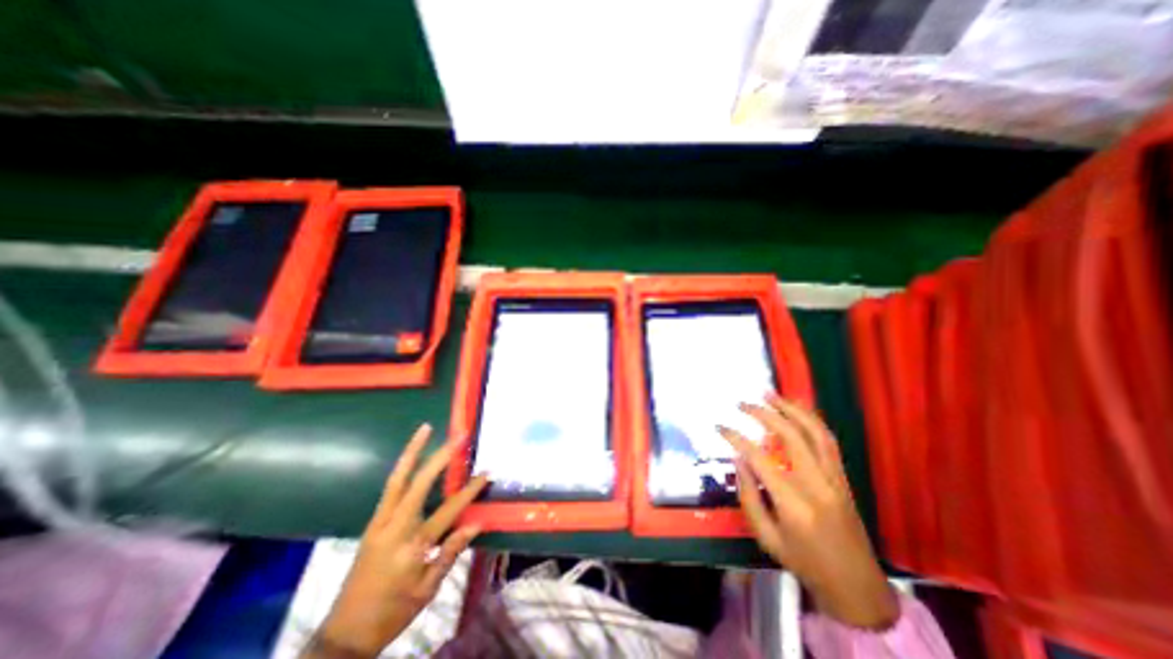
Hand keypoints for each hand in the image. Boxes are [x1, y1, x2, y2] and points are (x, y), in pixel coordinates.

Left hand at [308, 425, 488, 656]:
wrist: (344, 634)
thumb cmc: (393, 612)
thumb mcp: (427, 590)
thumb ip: (450, 553)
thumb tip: (476, 523)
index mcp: (411, 548)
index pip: (447, 511)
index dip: (469, 491)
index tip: (486, 474)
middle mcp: (393, 529)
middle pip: (417, 484)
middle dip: (440, 457)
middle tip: (458, 437)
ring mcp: (379, 523)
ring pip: (396, 479)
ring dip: (412, 452)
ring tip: (425, 429)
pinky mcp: (372, 523)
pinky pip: (390, 488)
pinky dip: (403, 467)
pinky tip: (412, 455)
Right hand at [716, 394, 900, 630]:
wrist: (857, 586)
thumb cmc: (805, 563)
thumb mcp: (766, 536)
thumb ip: (748, 495)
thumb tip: (738, 459)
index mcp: (793, 503)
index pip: (759, 458)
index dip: (736, 438)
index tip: (720, 427)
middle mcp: (817, 484)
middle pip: (790, 436)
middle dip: (764, 414)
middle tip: (743, 404)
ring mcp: (834, 478)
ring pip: (814, 432)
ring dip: (791, 408)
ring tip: (770, 394)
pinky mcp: (843, 477)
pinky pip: (827, 440)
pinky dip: (811, 419)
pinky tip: (796, 409)